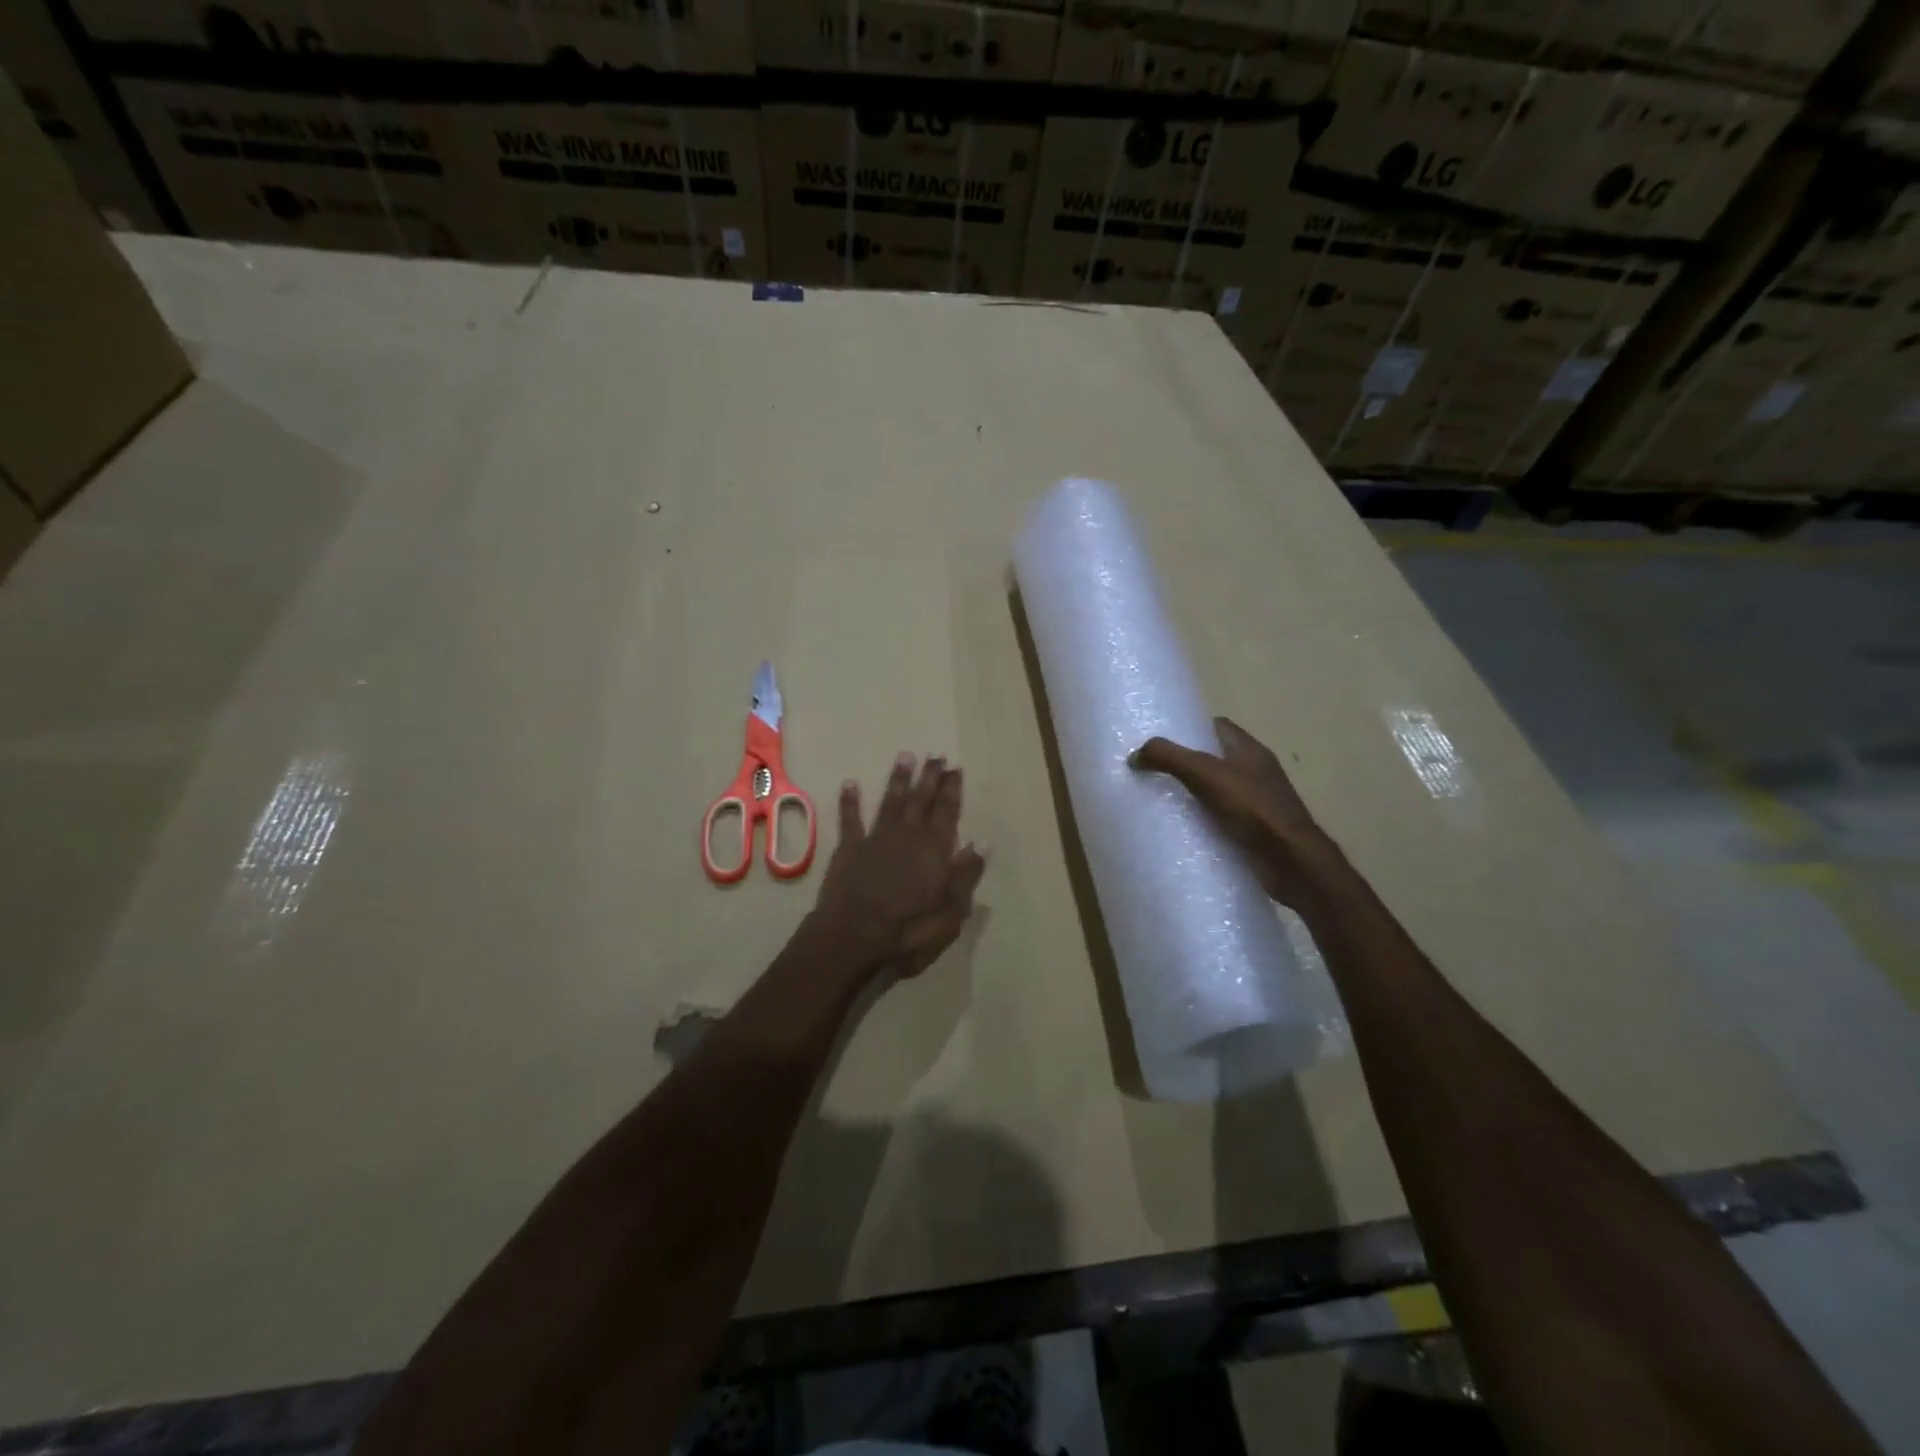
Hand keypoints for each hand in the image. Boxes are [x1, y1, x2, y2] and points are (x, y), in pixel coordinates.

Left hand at [810, 753, 986, 979]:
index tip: (955, 768)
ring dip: (898, 779)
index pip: (947, 811)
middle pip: (921, 799)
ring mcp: (876, 838)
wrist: (854, 936)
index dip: (952, 789)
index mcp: (935, 849)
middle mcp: (908, 835)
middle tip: (935, 755)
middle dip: (930, 777)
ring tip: (905, 756)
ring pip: (890, 801)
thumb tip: (982, 843)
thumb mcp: (951, 912)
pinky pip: (850, 819)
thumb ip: (966, 875)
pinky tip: (850, 783)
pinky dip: (850, 801)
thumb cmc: (909, 930)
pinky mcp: (849, 848)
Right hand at [1131, 716, 1339, 907]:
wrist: (1291, 861)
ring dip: (1191, 796)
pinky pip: (1220, 819)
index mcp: (1249, 749)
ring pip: (1215, 790)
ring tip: (1156, 801)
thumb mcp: (1205, 774)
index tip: (1160, 740)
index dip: (1189, 728)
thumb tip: (1135, 754)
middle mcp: (1255, 771)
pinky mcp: (1253, 831)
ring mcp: (1256, 803)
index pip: (1216, 727)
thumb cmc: (1253, 808)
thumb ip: (1169, 758)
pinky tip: (1180, 830)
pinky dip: (1201, 822)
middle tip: (1150, 771)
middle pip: (1213, 759)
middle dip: (1184, 763)